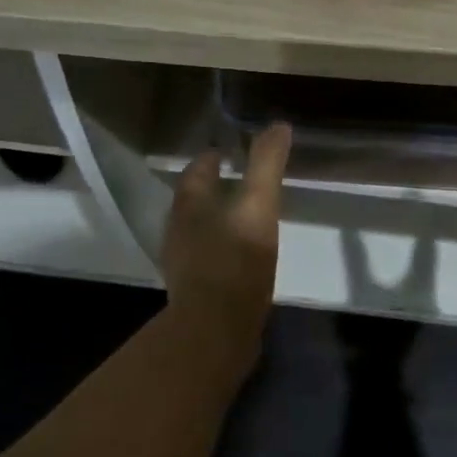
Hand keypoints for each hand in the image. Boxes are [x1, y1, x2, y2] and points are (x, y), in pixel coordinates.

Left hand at [162, 122, 290, 348]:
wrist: (216, 331)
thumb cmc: (235, 262)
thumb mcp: (258, 206)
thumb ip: (266, 165)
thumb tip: (278, 125)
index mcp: (189, 206)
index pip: (195, 171)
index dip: (211, 158)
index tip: (229, 151)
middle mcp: (178, 230)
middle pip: (192, 199)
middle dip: (212, 187)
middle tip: (239, 179)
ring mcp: (183, 262)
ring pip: (197, 228)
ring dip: (216, 217)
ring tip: (244, 215)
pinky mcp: (194, 289)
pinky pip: (206, 255)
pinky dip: (221, 246)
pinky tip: (241, 254)